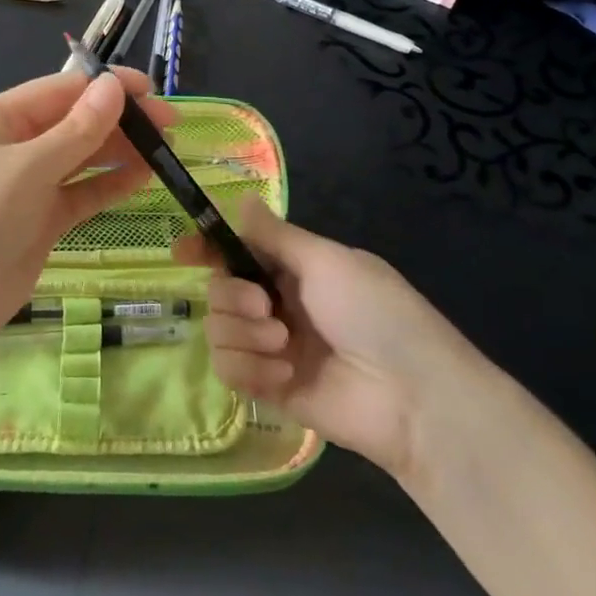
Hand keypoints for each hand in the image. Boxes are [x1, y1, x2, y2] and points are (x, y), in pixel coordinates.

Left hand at [0, 67, 175, 353]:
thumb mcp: (29, 167)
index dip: (107, 86)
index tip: (152, 90)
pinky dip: (111, 185)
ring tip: (166, 150)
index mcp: (3, 118)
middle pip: (77, 122)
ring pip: (84, 158)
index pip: (64, 89)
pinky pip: (83, 193)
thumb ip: (77, 130)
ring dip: (121, 151)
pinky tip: (144, 177)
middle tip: (170, 125)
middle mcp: (18, 145)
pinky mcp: (43, 219)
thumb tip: (113, 87)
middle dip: (121, 120)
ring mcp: (31, 184)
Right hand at [175, 202, 482, 482]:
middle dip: (233, 297)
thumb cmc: (374, 312)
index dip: (208, 249)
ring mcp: (273, 349)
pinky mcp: (270, 390)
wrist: (413, 397)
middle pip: (220, 290)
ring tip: (283, 346)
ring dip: (244, 335)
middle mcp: (279, 305)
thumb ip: (274, 235)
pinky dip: (251, 370)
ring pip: (218, 331)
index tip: (183, 253)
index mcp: (295, 269)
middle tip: (266, 308)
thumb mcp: (326, 261)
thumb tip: (240, 197)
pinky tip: (285, 376)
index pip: (239, 252)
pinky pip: (230, 371)